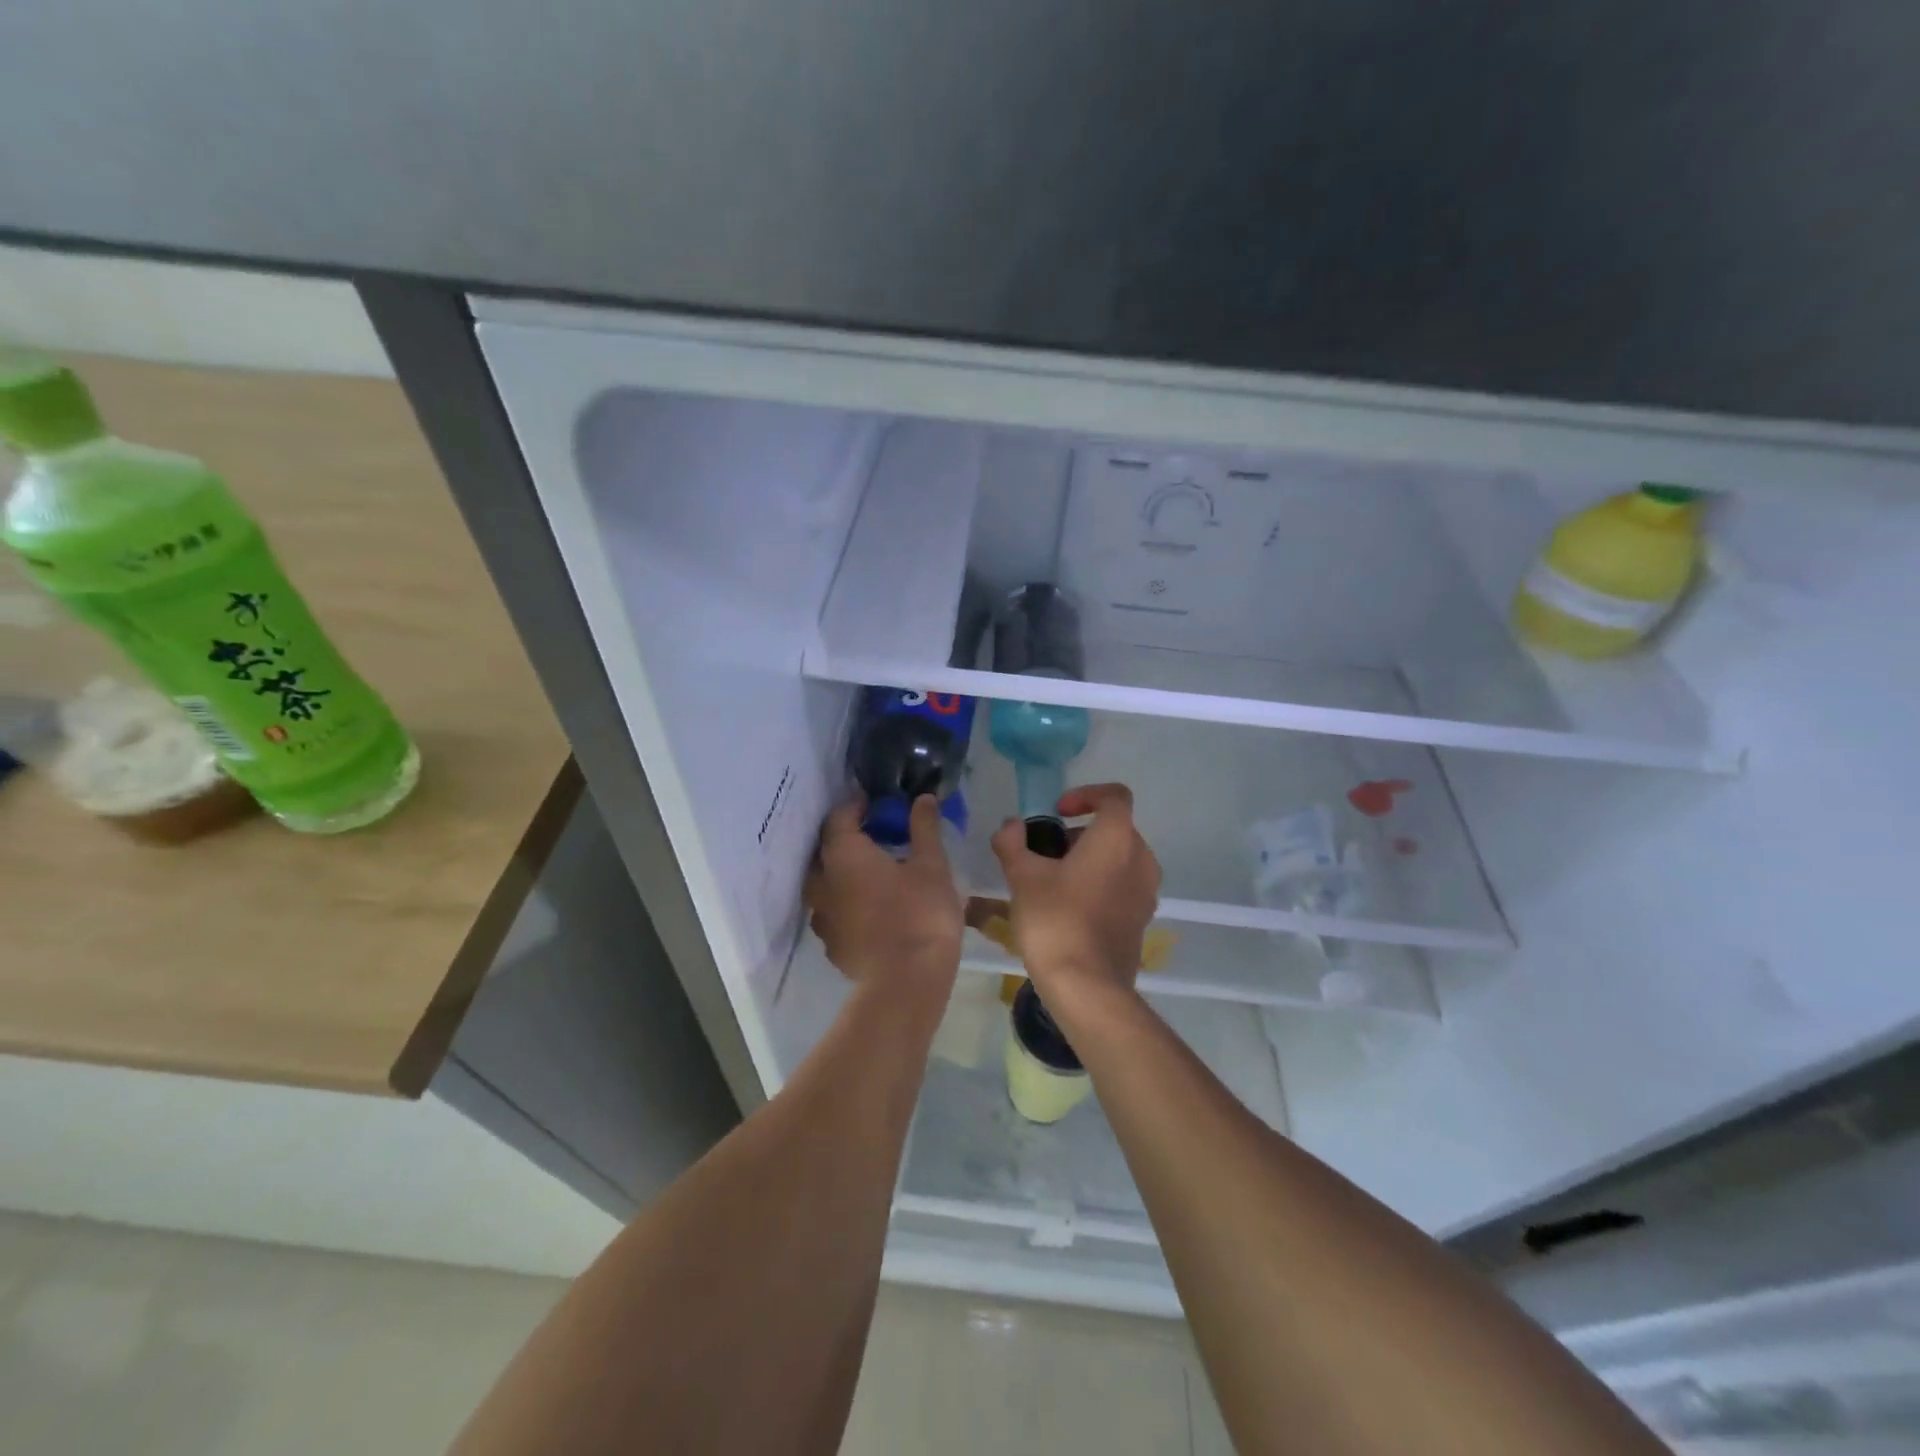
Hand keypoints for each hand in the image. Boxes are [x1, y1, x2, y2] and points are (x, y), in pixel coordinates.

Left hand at [806, 795, 962, 1007]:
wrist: (906, 982)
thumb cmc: (921, 914)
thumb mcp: (931, 865)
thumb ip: (924, 828)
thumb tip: (922, 798)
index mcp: (843, 854)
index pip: (839, 817)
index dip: (857, 806)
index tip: (877, 803)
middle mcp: (823, 882)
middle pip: (827, 849)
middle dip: (848, 838)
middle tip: (877, 834)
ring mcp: (823, 917)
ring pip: (827, 883)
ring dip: (844, 872)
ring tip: (873, 871)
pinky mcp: (832, 944)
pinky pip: (834, 912)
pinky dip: (848, 902)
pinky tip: (871, 907)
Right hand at [990, 783, 1160, 1022]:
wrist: (1087, 986)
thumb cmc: (1055, 920)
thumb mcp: (1022, 876)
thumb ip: (1013, 842)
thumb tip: (1010, 826)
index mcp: (1117, 838)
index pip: (1114, 796)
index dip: (1085, 795)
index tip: (1058, 812)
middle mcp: (1141, 858)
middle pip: (1115, 829)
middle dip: (1081, 833)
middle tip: (1047, 852)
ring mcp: (1147, 892)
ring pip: (1120, 859)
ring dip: (1091, 860)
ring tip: (1054, 881)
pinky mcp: (1142, 919)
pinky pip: (1123, 886)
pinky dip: (1100, 884)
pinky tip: (1070, 908)